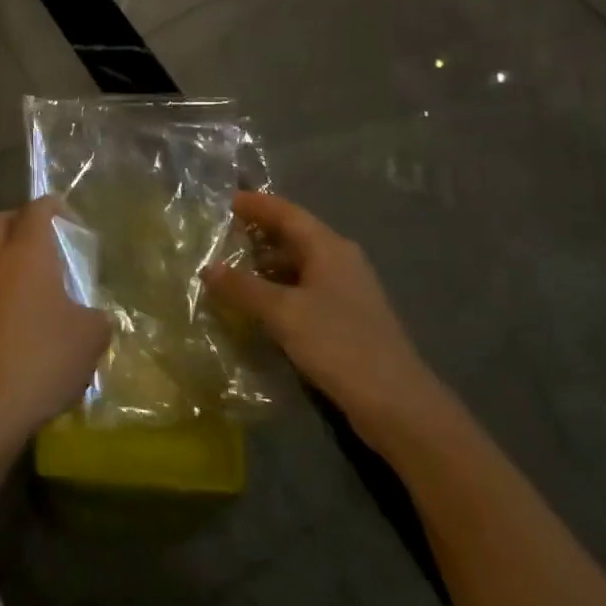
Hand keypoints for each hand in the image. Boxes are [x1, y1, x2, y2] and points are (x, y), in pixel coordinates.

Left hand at [0, 198, 111, 448]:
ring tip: (41, 284)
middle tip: (48, 239)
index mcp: (27, 254)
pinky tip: (24, 319)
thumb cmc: (43, 359)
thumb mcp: (91, 337)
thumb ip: (98, 317)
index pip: (36, 209)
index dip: (53, 205)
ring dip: (10, 257)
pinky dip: (3, 289)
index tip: (69, 216)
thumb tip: (93, 316)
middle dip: (21, 220)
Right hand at [203, 192, 440, 440]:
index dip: (255, 204)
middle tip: (219, 237)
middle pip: (293, 235)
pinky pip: (304, 289)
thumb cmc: (338, 344)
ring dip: (265, 264)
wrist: (397, 403)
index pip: (286, 212)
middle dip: (257, 233)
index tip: (224, 201)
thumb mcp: (283, 313)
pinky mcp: (346, 317)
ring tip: (230, 270)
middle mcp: (339, 260)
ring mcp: (346, 289)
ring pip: (298, 264)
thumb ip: (243, 288)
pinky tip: (257, 304)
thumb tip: (208, 269)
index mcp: (328, 247)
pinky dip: (278, 288)